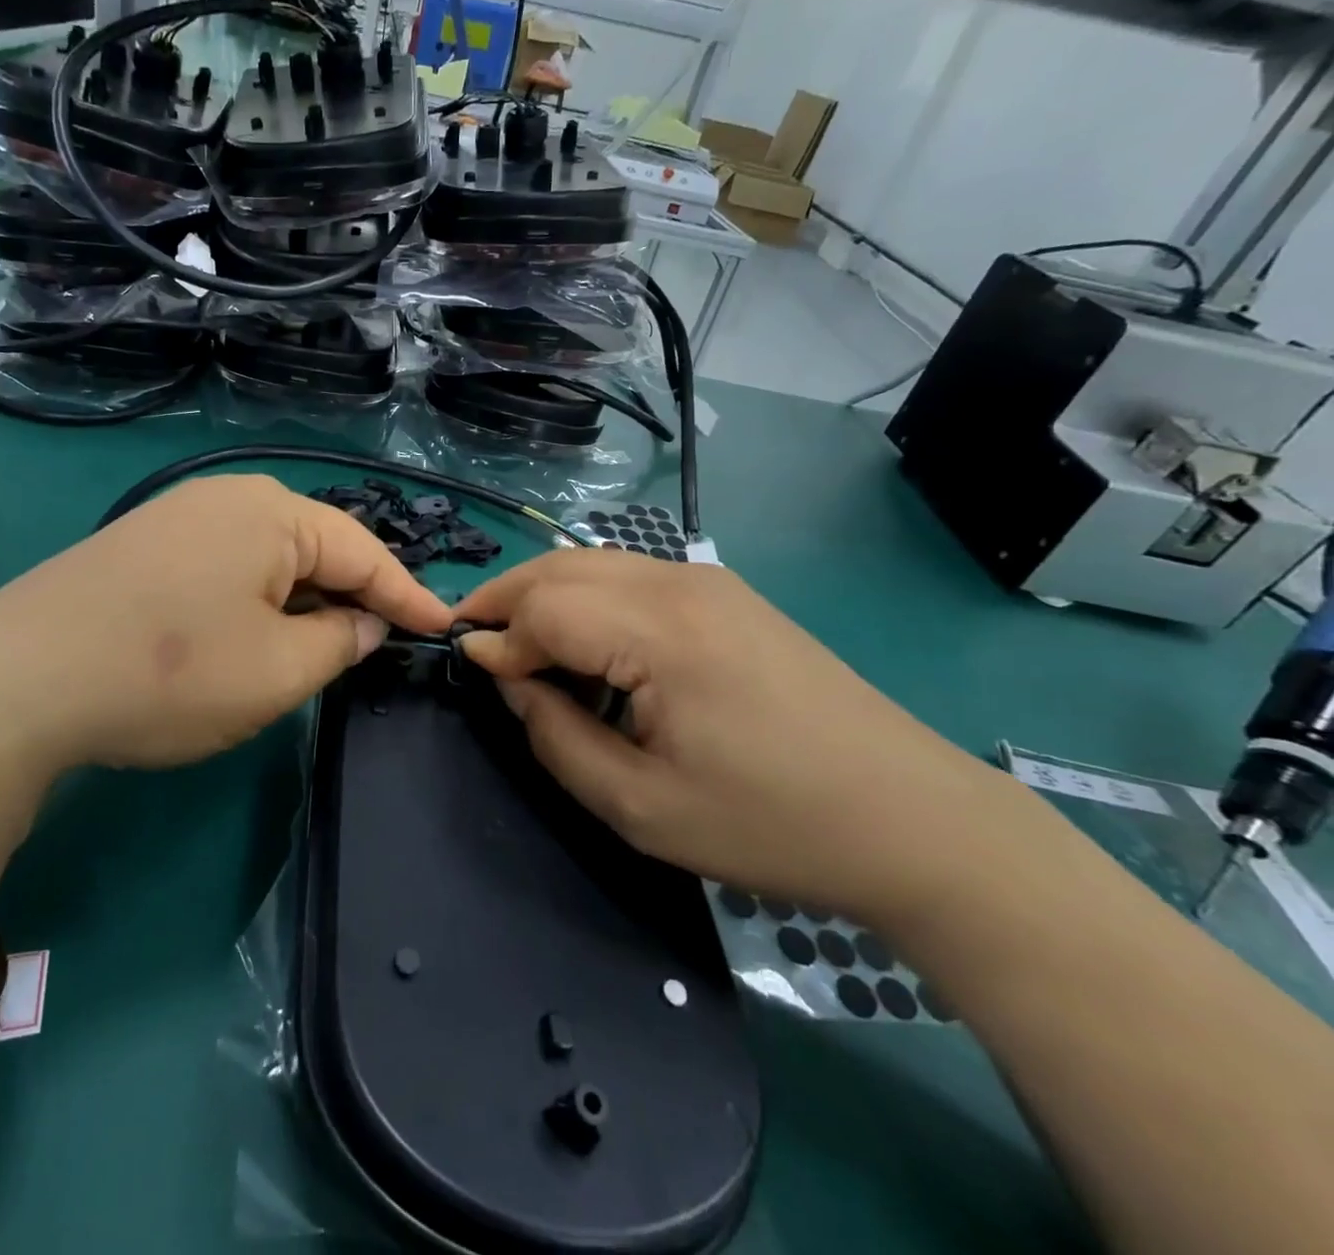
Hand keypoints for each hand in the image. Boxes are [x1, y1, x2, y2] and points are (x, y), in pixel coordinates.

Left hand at [0, 475, 452, 769]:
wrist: (17, 681)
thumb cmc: (170, 672)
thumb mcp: (277, 670)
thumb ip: (340, 642)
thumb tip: (366, 622)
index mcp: (272, 513)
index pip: (364, 552)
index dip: (407, 596)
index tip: (442, 627)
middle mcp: (228, 498)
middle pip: (316, 547)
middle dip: (353, 594)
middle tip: (383, 638)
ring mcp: (178, 517)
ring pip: (269, 557)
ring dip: (303, 599)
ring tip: (324, 642)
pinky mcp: (143, 545)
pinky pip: (226, 565)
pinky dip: (256, 599)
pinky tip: (252, 632)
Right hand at [455, 551, 1019, 924]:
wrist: (914, 820)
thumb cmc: (770, 823)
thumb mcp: (640, 807)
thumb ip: (556, 737)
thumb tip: (510, 681)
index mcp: (660, 632)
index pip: (544, 606)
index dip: (497, 637)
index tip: (473, 673)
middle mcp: (680, 584)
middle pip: (562, 567)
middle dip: (506, 599)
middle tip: (478, 645)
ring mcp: (710, 582)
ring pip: (595, 562)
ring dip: (544, 593)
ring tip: (519, 642)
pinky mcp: (728, 595)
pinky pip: (631, 576)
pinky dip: (587, 596)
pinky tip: (585, 641)